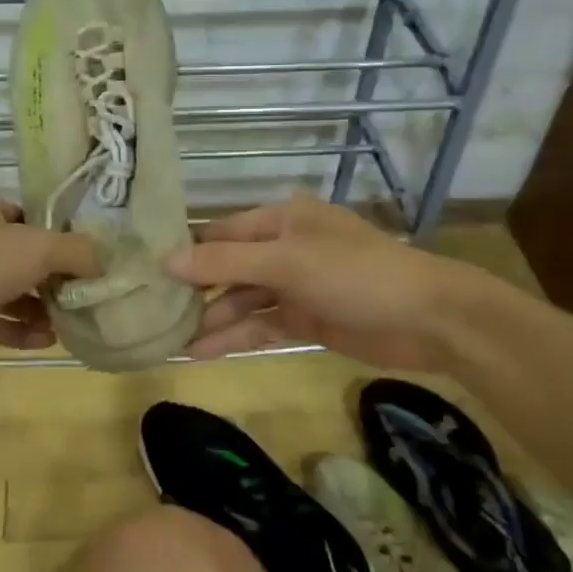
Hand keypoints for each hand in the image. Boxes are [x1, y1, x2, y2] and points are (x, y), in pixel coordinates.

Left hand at [0, 190, 99, 376]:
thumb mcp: (38, 246)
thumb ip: (77, 252)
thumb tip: (103, 263)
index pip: (22, 215)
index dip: (54, 236)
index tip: (82, 258)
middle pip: (15, 256)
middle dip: (49, 278)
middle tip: (81, 294)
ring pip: (3, 291)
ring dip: (36, 307)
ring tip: (70, 321)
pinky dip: (17, 330)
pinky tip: (46, 340)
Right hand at [164, 193, 469, 368]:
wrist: (427, 319)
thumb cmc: (354, 274)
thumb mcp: (286, 262)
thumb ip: (224, 263)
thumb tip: (166, 261)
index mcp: (281, 219)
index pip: (220, 233)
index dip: (186, 253)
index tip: (145, 274)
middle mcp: (284, 248)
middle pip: (228, 269)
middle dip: (195, 292)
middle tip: (151, 314)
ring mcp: (295, 286)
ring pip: (242, 301)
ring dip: (211, 319)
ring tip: (170, 341)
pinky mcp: (306, 320)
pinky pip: (261, 325)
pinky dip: (235, 337)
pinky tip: (202, 352)